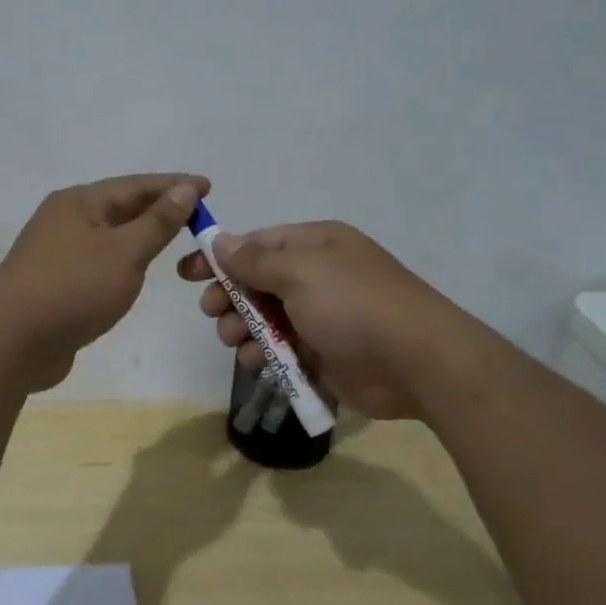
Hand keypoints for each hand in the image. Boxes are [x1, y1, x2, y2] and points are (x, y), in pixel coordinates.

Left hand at [0, 173, 209, 390]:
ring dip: (139, 233)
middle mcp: (64, 219)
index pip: (136, 185)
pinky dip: (122, 259)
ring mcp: (56, 252)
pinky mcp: (54, 282)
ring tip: (172, 236)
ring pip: (108, 234)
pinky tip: (135, 270)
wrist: (11, 343)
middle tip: (197, 213)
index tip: (208, 186)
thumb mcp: (125, 253)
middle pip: (120, 206)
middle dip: (158, 207)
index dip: (174, 185)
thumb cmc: (73, 289)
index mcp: (79, 202)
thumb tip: (186, 188)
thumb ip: (158, 221)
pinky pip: (98, 260)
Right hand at [176, 220, 465, 420]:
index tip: (187, 273)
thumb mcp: (300, 272)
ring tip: (234, 341)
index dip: (221, 256)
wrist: (417, 362)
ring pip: (266, 317)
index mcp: (315, 245)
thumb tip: (222, 242)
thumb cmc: (354, 305)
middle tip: (212, 312)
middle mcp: (318, 275)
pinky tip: (256, 361)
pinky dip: (265, 352)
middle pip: (258, 281)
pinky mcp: (325, 352)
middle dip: (230, 296)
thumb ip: (255, 260)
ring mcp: (322, 315)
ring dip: (243, 327)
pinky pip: (282, 347)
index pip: (257, 243)